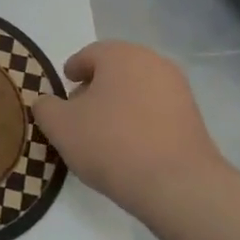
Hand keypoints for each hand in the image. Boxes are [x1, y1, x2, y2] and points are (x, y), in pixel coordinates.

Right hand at [32, 41, 226, 217]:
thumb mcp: (60, 126)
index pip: (89, 55)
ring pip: (137, 89)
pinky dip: (140, 119)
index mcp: (120, 55)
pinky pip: (156, 110)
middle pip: (115, 69)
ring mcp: (178, 89)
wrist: (176, 184)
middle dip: (96, 87)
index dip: (72, 71)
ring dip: (119, 103)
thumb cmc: (111, 144)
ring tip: (104, 133)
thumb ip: (46, 107)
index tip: (64, 89)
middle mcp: (153, 62)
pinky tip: (130, 145)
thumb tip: (47, 102)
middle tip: (80, 113)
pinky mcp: (193, 116)